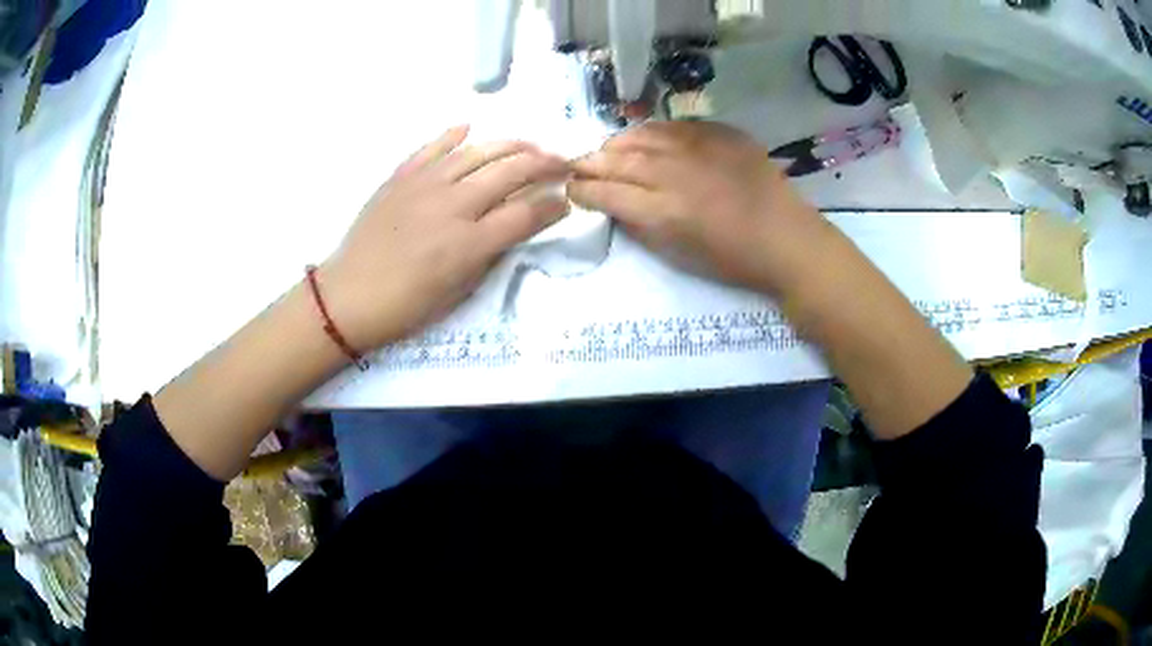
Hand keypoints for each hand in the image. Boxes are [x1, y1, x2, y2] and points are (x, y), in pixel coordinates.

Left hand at [319, 125, 569, 350]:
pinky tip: (469, 128)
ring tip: (529, 144)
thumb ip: (491, 254)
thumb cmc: (406, 307)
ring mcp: (424, 185)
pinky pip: (431, 148)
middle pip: (510, 173)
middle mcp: (452, 206)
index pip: (526, 214)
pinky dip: (452, 136)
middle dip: (545, 164)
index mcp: (469, 243)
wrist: (349, 297)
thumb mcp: (458, 292)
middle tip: (562, 162)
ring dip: (510, 145)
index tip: (566, 200)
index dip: (553, 205)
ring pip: (477, 152)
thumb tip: (514, 226)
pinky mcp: (400, 178)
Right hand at [568, 121, 829, 294]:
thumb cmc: (733, 259)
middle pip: (618, 160)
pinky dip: (653, 131)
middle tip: (576, 165)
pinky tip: (646, 137)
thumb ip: (640, 226)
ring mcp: (699, 149)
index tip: (569, 189)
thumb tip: (614, 205)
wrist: (786, 239)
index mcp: (663, 212)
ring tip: (608, 148)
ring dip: (618, 142)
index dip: (581, 190)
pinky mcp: (720, 134)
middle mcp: (674, 174)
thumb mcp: (678, 255)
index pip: (606, 193)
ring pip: (643, 136)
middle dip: (590, 162)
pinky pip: (675, 126)